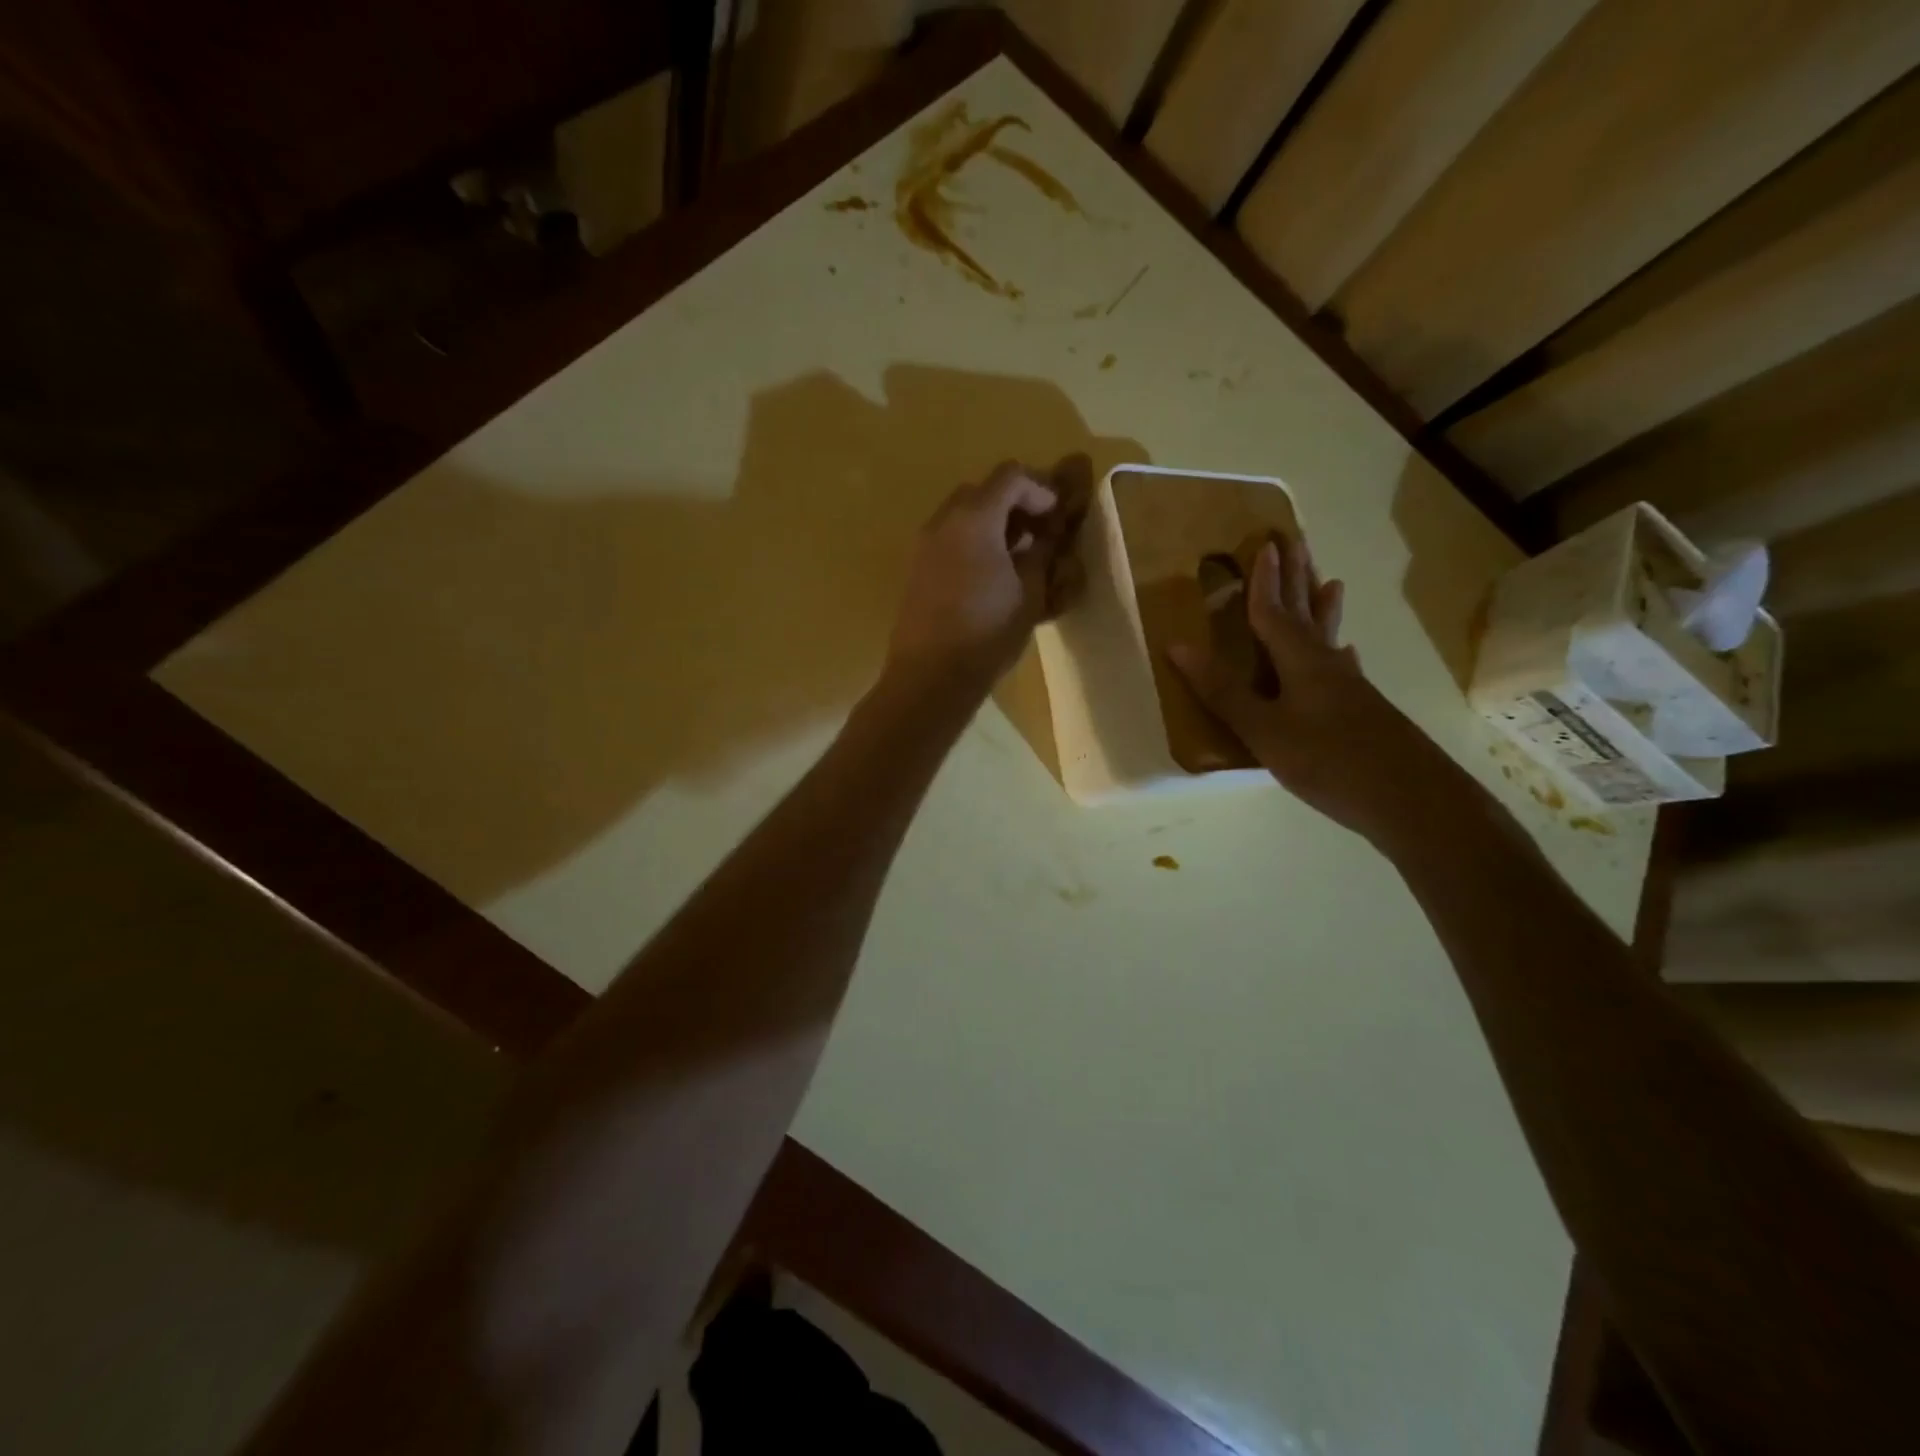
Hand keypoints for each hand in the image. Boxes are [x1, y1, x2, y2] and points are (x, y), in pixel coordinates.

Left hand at [887, 458, 1088, 691]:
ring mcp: (925, 545)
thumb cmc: (987, 633)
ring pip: (962, 515)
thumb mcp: (1029, 593)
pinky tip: (991, 574)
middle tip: (1039, 531)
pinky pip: (949, 539)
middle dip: (1014, 503)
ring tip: (1017, 555)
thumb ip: (1041, 554)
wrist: (930, 675)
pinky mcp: (917, 569)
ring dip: (992, 524)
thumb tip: (1046, 536)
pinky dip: (973, 543)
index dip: (1040, 489)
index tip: (1058, 515)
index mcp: (974, 518)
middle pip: (982, 491)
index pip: (1010, 477)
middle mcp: (944, 521)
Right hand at [1170, 533, 1465, 848]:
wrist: (1410, 800)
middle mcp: (1327, 665)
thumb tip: (1178, 646)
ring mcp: (1349, 687)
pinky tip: (1346, 655)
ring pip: (1329, 637)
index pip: (1275, 613)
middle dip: (1298, 579)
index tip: (1266, 544)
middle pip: (1308, 613)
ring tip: (1331, 582)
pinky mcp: (1362, 709)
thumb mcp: (1264, 729)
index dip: (1266, 582)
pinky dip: (1339, 652)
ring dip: (1324, 608)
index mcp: (1300, 662)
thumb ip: (1223, 690)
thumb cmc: (1328, 761)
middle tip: (1298, 543)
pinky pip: (1343, 666)